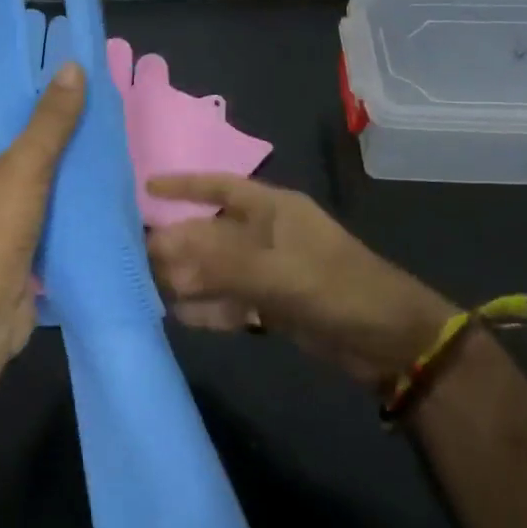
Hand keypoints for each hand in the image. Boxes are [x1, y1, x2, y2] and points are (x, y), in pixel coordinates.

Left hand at [0, 62, 84, 357]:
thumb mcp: (23, 169)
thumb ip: (50, 120)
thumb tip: (71, 66)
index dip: (24, 94)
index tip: (68, 83)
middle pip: (3, 137)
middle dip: (45, 128)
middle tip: (91, 108)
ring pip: (17, 171)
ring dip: (52, 162)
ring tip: (97, 139)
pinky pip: (25, 200)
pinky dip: (51, 193)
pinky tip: (87, 180)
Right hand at [145, 174, 458, 382]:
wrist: (389, 342)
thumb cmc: (336, 289)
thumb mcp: (277, 273)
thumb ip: (218, 263)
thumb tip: (161, 251)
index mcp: (272, 210)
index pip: (219, 187)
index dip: (184, 185)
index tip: (146, 188)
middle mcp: (266, 235)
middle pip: (210, 233)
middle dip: (177, 243)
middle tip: (137, 258)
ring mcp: (269, 271)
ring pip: (216, 269)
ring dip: (188, 278)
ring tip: (149, 289)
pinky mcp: (272, 305)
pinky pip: (230, 300)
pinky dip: (209, 307)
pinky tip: (181, 315)